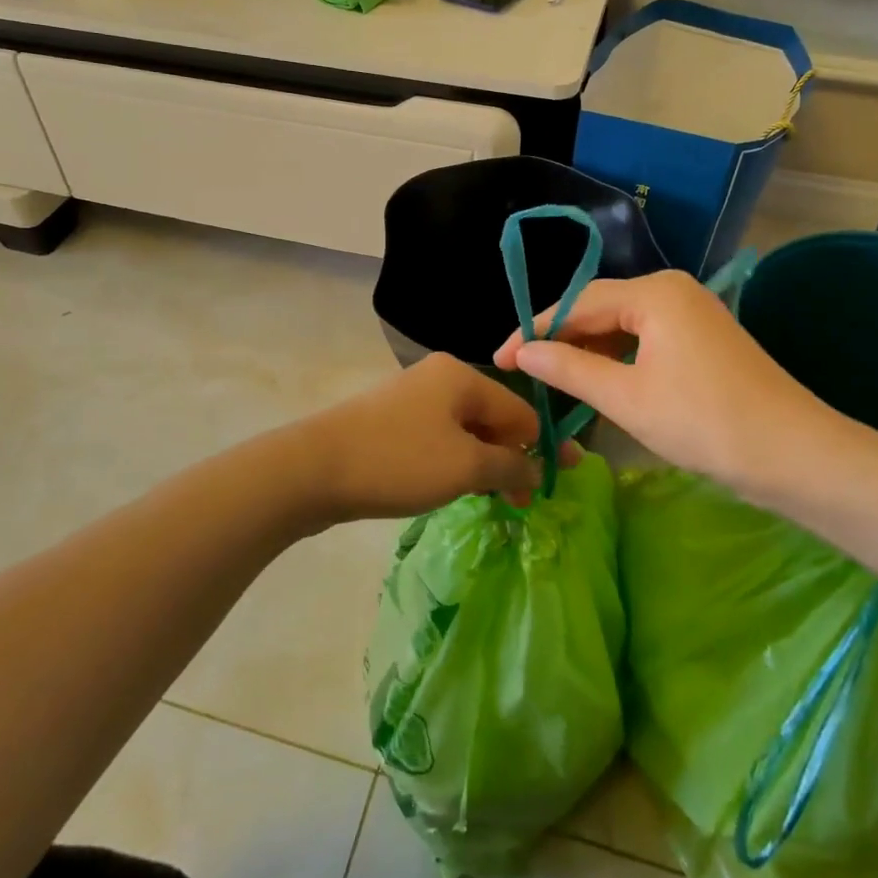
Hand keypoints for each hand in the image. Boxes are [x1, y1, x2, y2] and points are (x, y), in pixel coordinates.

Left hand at [300, 354, 555, 523]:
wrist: (314, 469)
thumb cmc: (399, 461)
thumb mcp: (465, 467)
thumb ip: (510, 465)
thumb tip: (537, 468)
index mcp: (462, 376)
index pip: (521, 410)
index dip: (545, 446)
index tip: (563, 481)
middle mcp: (439, 378)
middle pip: (493, 418)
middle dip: (512, 457)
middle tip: (523, 501)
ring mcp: (413, 398)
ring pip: (466, 431)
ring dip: (484, 464)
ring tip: (494, 500)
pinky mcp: (392, 422)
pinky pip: (439, 439)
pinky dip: (456, 462)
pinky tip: (457, 487)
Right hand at [492, 270, 853, 500]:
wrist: (795, 456)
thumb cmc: (704, 422)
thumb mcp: (626, 397)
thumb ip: (568, 368)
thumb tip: (522, 351)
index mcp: (654, 292)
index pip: (577, 302)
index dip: (534, 330)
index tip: (499, 358)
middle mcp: (672, 289)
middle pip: (599, 308)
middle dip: (560, 339)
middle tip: (522, 369)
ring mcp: (692, 312)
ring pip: (622, 326)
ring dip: (588, 351)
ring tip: (553, 379)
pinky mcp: (703, 338)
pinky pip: (646, 339)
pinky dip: (618, 360)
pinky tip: (599, 381)